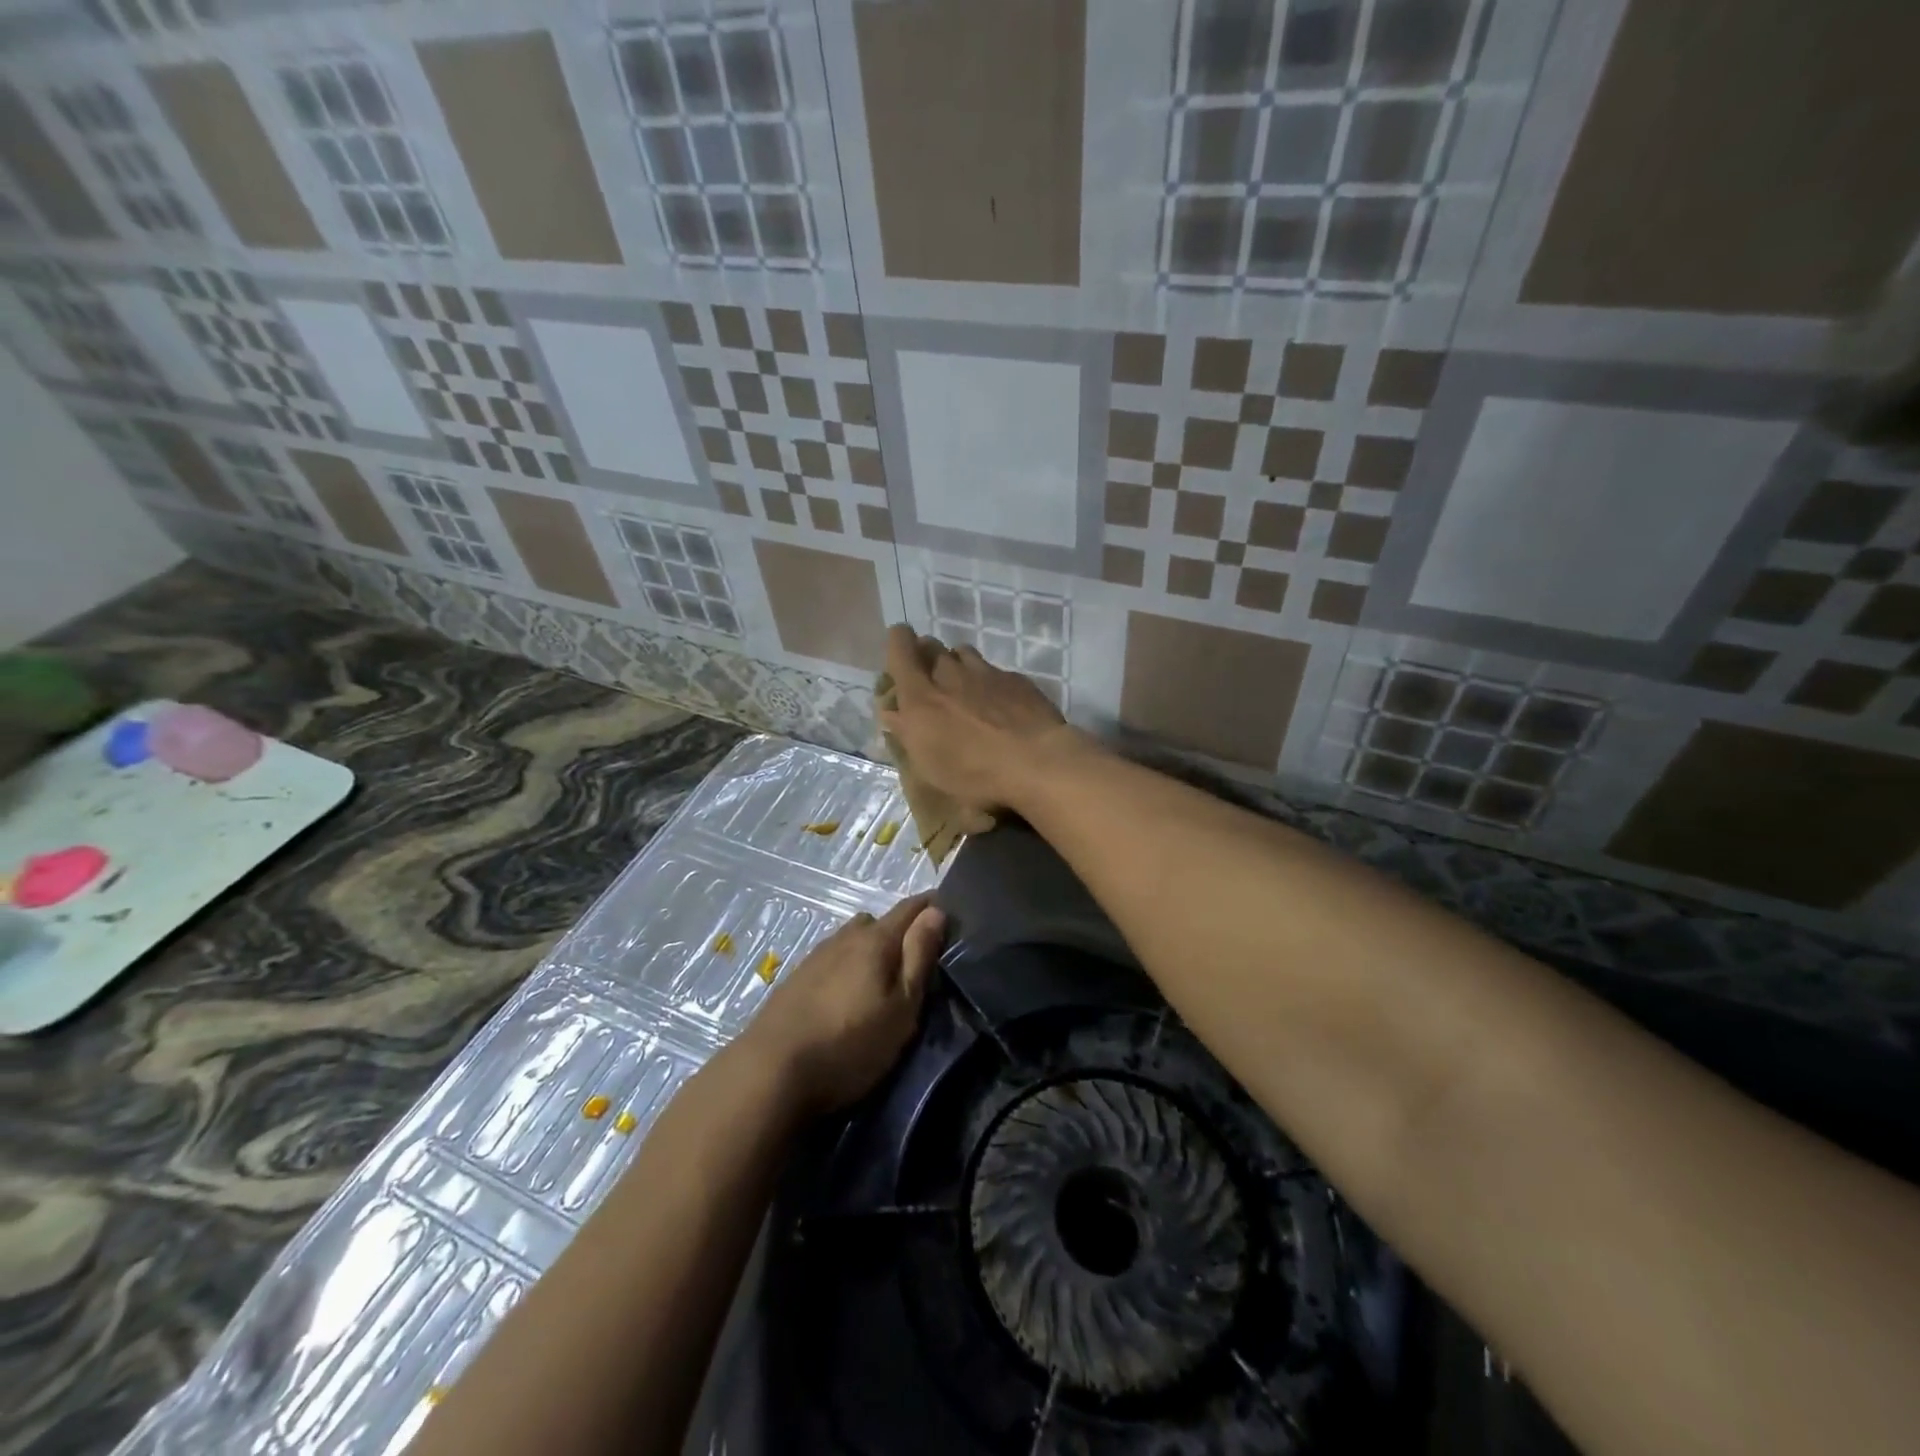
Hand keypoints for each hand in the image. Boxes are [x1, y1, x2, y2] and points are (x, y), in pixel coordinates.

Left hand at [741, 893, 946, 1114]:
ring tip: (879, 980)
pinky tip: (845, 994)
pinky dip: (847, 966)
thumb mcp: (902, 1007)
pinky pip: (832, 958)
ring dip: (869, 949)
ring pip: (851, 940)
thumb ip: (919, 956)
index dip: (931, 907)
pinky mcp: (795, 978)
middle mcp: (844, 938)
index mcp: (875, 940)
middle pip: (878, 922)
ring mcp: (816, 956)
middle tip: (915, 961)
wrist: (771, 1071)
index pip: (910, 908)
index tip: (950, 916)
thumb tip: (935, 912)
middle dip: (899, 931)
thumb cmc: (850, 1043)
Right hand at [877, 623, 1080, 813]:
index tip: (902, 652)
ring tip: (964, 688)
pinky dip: (988, 680)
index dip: (898, 643)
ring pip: (963, 653)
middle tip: (930, 679)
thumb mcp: (929, 765)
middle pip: (932, 646)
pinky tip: (998, 703)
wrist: (1036, 760)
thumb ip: (907, 733)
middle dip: (926, 656)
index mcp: (921, 695)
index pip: (900, 648)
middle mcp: (950, 674)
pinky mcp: (1014, 678)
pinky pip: (993, 670)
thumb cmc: (974, 771)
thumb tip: (892, 712)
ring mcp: (985, 672)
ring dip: (957, 665)